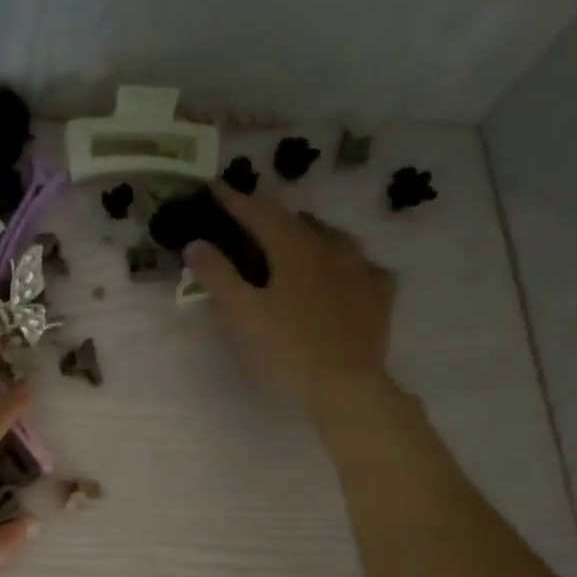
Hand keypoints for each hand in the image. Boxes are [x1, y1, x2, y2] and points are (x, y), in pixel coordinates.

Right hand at [184, 186, 395, 414]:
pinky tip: (346, 275)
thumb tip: (196, 243)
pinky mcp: (380, 298)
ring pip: (336, 239)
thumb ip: (217, 276)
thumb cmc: (286, 350)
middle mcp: (332, 249)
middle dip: (275, 218)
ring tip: (299, 242)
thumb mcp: (241, 315)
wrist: (345, 386)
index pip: (262, 214)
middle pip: (300, 222)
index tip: (218, 190)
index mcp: (295, 249)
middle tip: (255, 223)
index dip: (238, 202)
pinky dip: (347, 265)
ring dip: (312, 235)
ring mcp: (362, 271)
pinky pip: (364, 268)